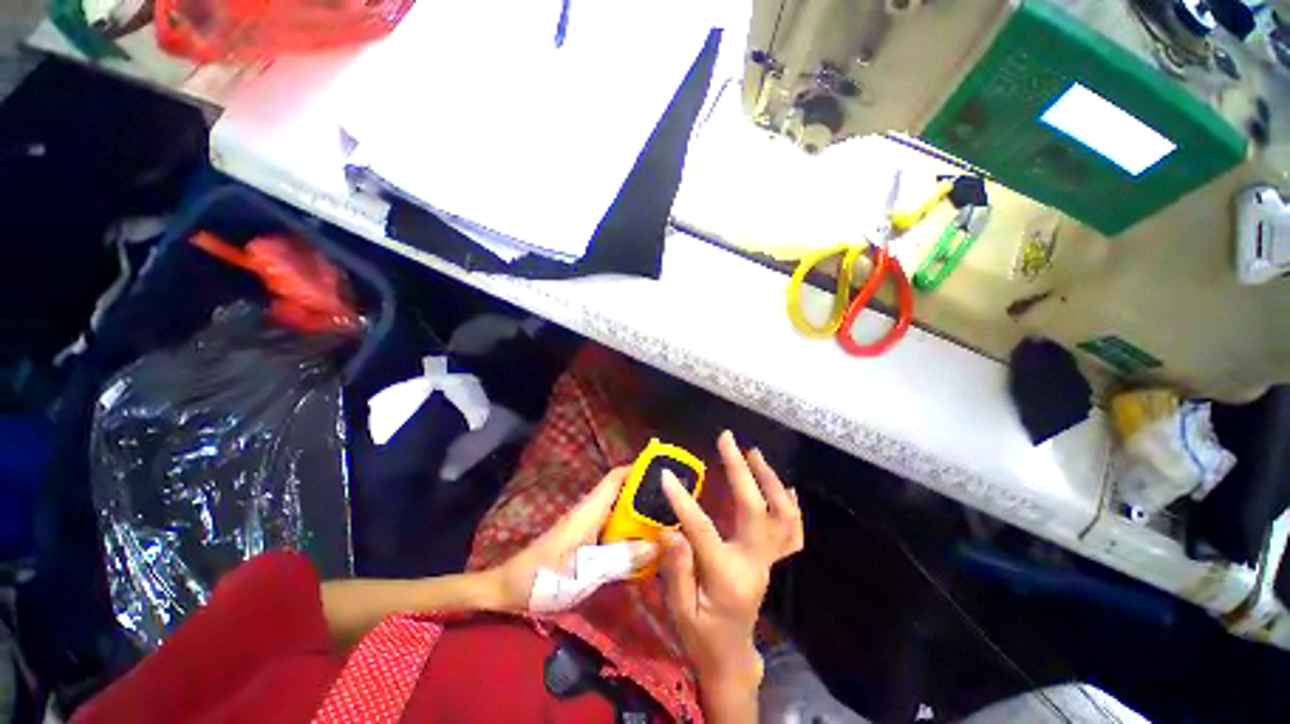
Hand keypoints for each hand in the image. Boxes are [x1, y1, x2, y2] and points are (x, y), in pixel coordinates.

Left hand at [491, 467, 652, 611]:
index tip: (664, 470)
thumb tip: (657, 544)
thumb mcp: (583, 571)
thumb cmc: (543, 577)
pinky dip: (630, 528)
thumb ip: (619, 559)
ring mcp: (587, 525)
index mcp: (589, 510)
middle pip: (622, 491)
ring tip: (667, 519)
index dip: (638, 468)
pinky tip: (644, 543)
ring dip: (640, 510)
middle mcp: (590, 511)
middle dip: (646, 491)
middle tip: (674, 500)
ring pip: (619, 509)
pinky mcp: (585, 540)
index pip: (616, 477)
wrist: (508, 589)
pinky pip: (614, 526)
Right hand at [659, 431, 804, 707]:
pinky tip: (785, 486)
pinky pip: (792, 530)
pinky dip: (791, 505)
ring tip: (754, 453)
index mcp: (727, 577)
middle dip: (741, 470)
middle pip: (756, 509)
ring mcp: (768, 560)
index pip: (702, 530)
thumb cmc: (701, 635)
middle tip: (727, 440)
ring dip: (770, 479)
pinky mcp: (772, 559)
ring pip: (783, 515)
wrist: (731, 658)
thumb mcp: (680, 612)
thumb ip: (676, 571)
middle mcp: (754, 563)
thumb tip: (672, 531)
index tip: (667, 475)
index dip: (683, 501)